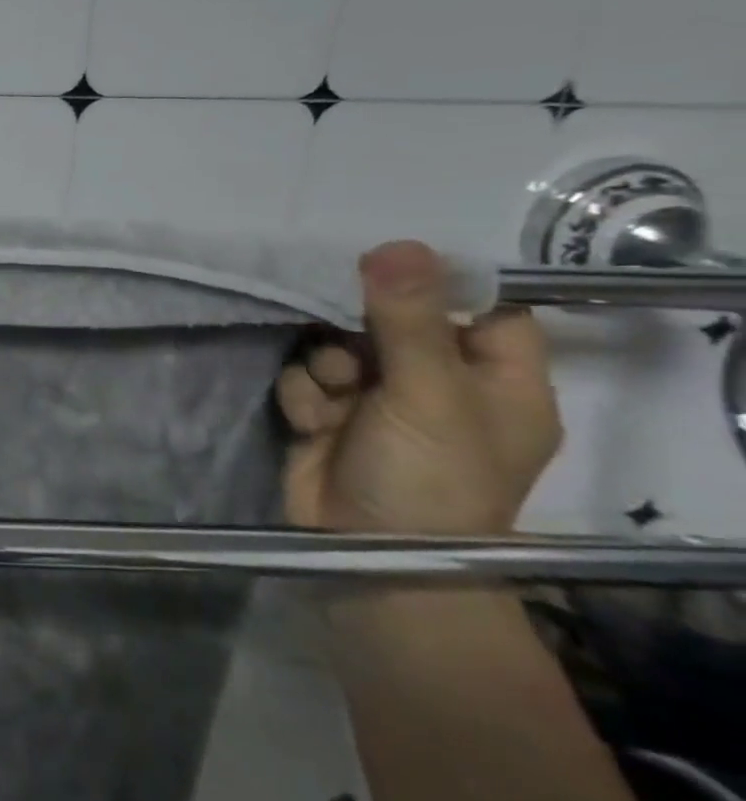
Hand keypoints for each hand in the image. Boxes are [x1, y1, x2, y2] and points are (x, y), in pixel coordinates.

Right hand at [277, 240, 561, 535]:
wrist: (367, 557)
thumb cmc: (427, 479)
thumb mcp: (429, 395)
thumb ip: (410, 319)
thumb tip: (397, 243)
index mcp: (496, 381)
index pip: (483, 308)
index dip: (439, 285)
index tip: (388, 267)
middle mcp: (438, 385)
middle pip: (394, 320)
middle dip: (358, 326)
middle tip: (347, 337)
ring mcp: (378, 402)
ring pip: (338, 345)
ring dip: (325, 364)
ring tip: (331, 396)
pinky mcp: (328, 417)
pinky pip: (306, 378)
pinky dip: (304, 394)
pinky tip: (311, 420)